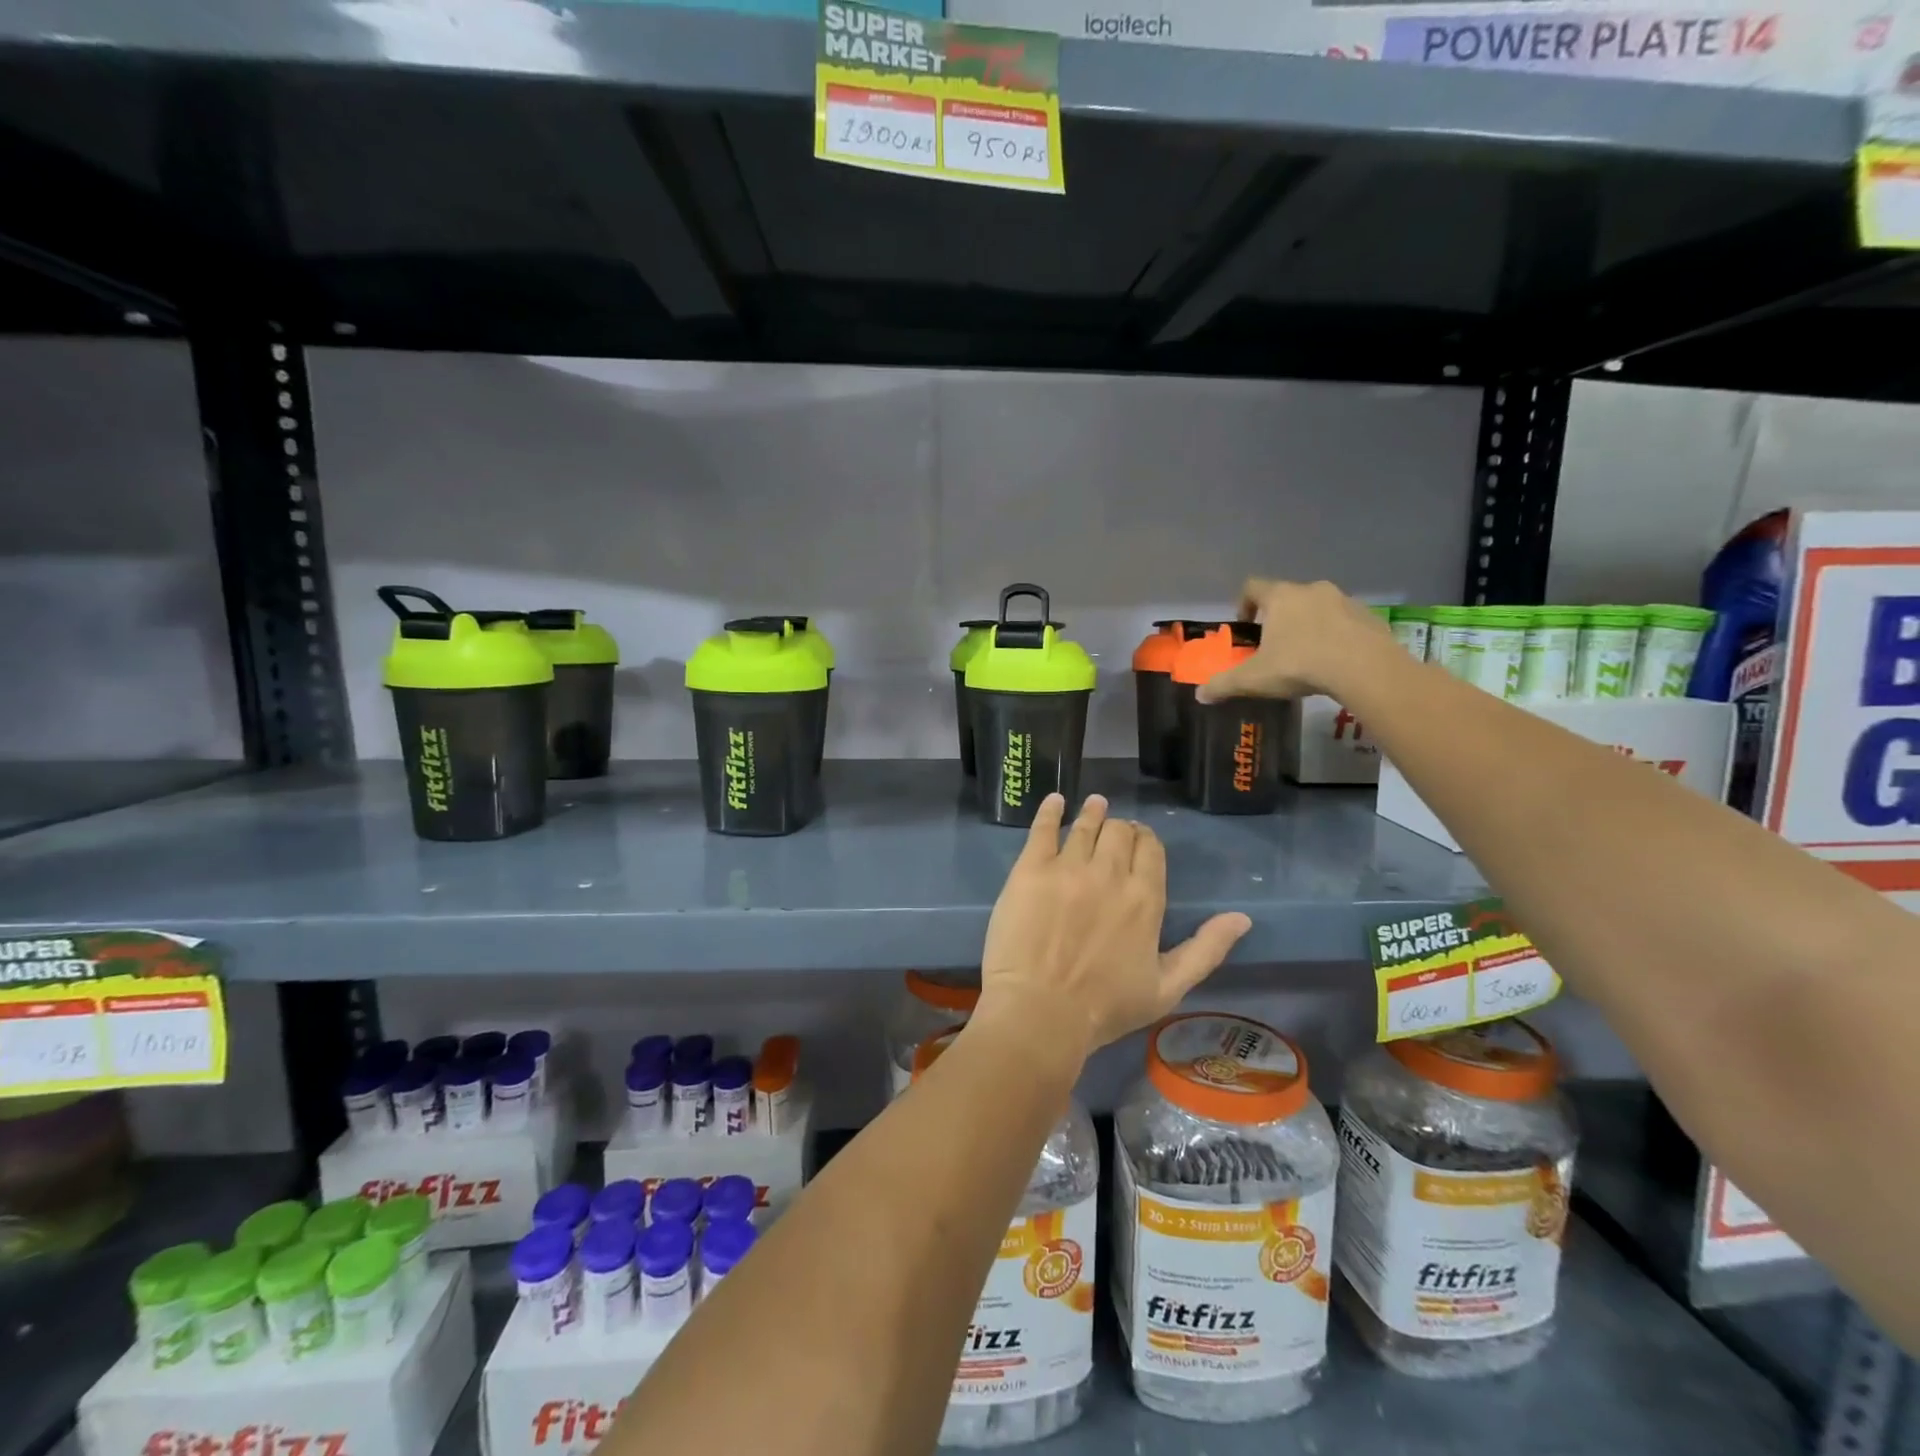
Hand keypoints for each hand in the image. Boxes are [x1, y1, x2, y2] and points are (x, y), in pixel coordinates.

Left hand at [977, 795, 1250, 1062]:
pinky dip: (1050, 811)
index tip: (1140, 841)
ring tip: (1095, 803)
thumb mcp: (1168, 988)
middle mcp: (1109, 873)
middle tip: (1115, 830)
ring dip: (1093, 812)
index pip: (1151, 850)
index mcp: (1145, 898)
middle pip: (1119, 832)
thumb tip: (1243, 918)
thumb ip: (1206, 949)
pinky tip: (1055, 800)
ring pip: (1085, 826)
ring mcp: (1067, 867)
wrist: (1041, 1012)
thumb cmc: (1105, 1008)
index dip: (1146, 841)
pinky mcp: (1030, 869)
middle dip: (1121, 828)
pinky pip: (1043, 829)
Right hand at [1195, 578, 1393, 702]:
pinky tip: (1335, 660)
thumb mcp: (1254, 679)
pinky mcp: (1368, 616)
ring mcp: (1344, 600)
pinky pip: (1344, 621)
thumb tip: (1200, 695)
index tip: (1246, 624)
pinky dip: (1336, 634)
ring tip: (1307, 654)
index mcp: (1280, 597)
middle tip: (1275, 645)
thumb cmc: (1301, 664)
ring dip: (1309, 624)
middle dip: (1278, 617)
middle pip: (1287, 596)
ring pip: (1318, 607)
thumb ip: (1224, 684)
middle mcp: (1311, 590)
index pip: (1253, 587)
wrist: (1365, 668)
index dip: (1244, 603)